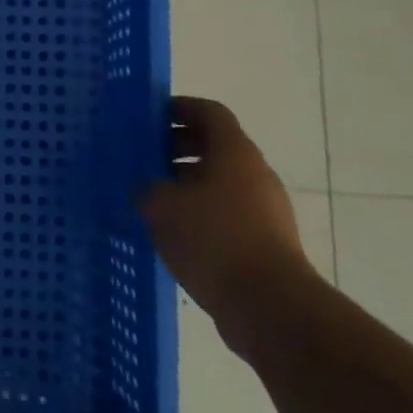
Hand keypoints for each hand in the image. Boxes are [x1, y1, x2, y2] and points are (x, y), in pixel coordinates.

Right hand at [140, 96, 317, 351]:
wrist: (269, 304)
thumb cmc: (213, 239)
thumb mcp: (162, 206)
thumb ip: (146, 186)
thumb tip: (145, 186)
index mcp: (234, 152)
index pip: (209, 112)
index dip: (179, 108)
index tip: (149, 117)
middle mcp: (254, 173)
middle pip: (214, 146)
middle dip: (177, 147)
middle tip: (143, 157)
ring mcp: (264, 208)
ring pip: (219, 181)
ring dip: (186, 182)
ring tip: (151, 197)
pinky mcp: (265, 240)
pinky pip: (226, 212)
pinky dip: (199, 212)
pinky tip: (173, 232)